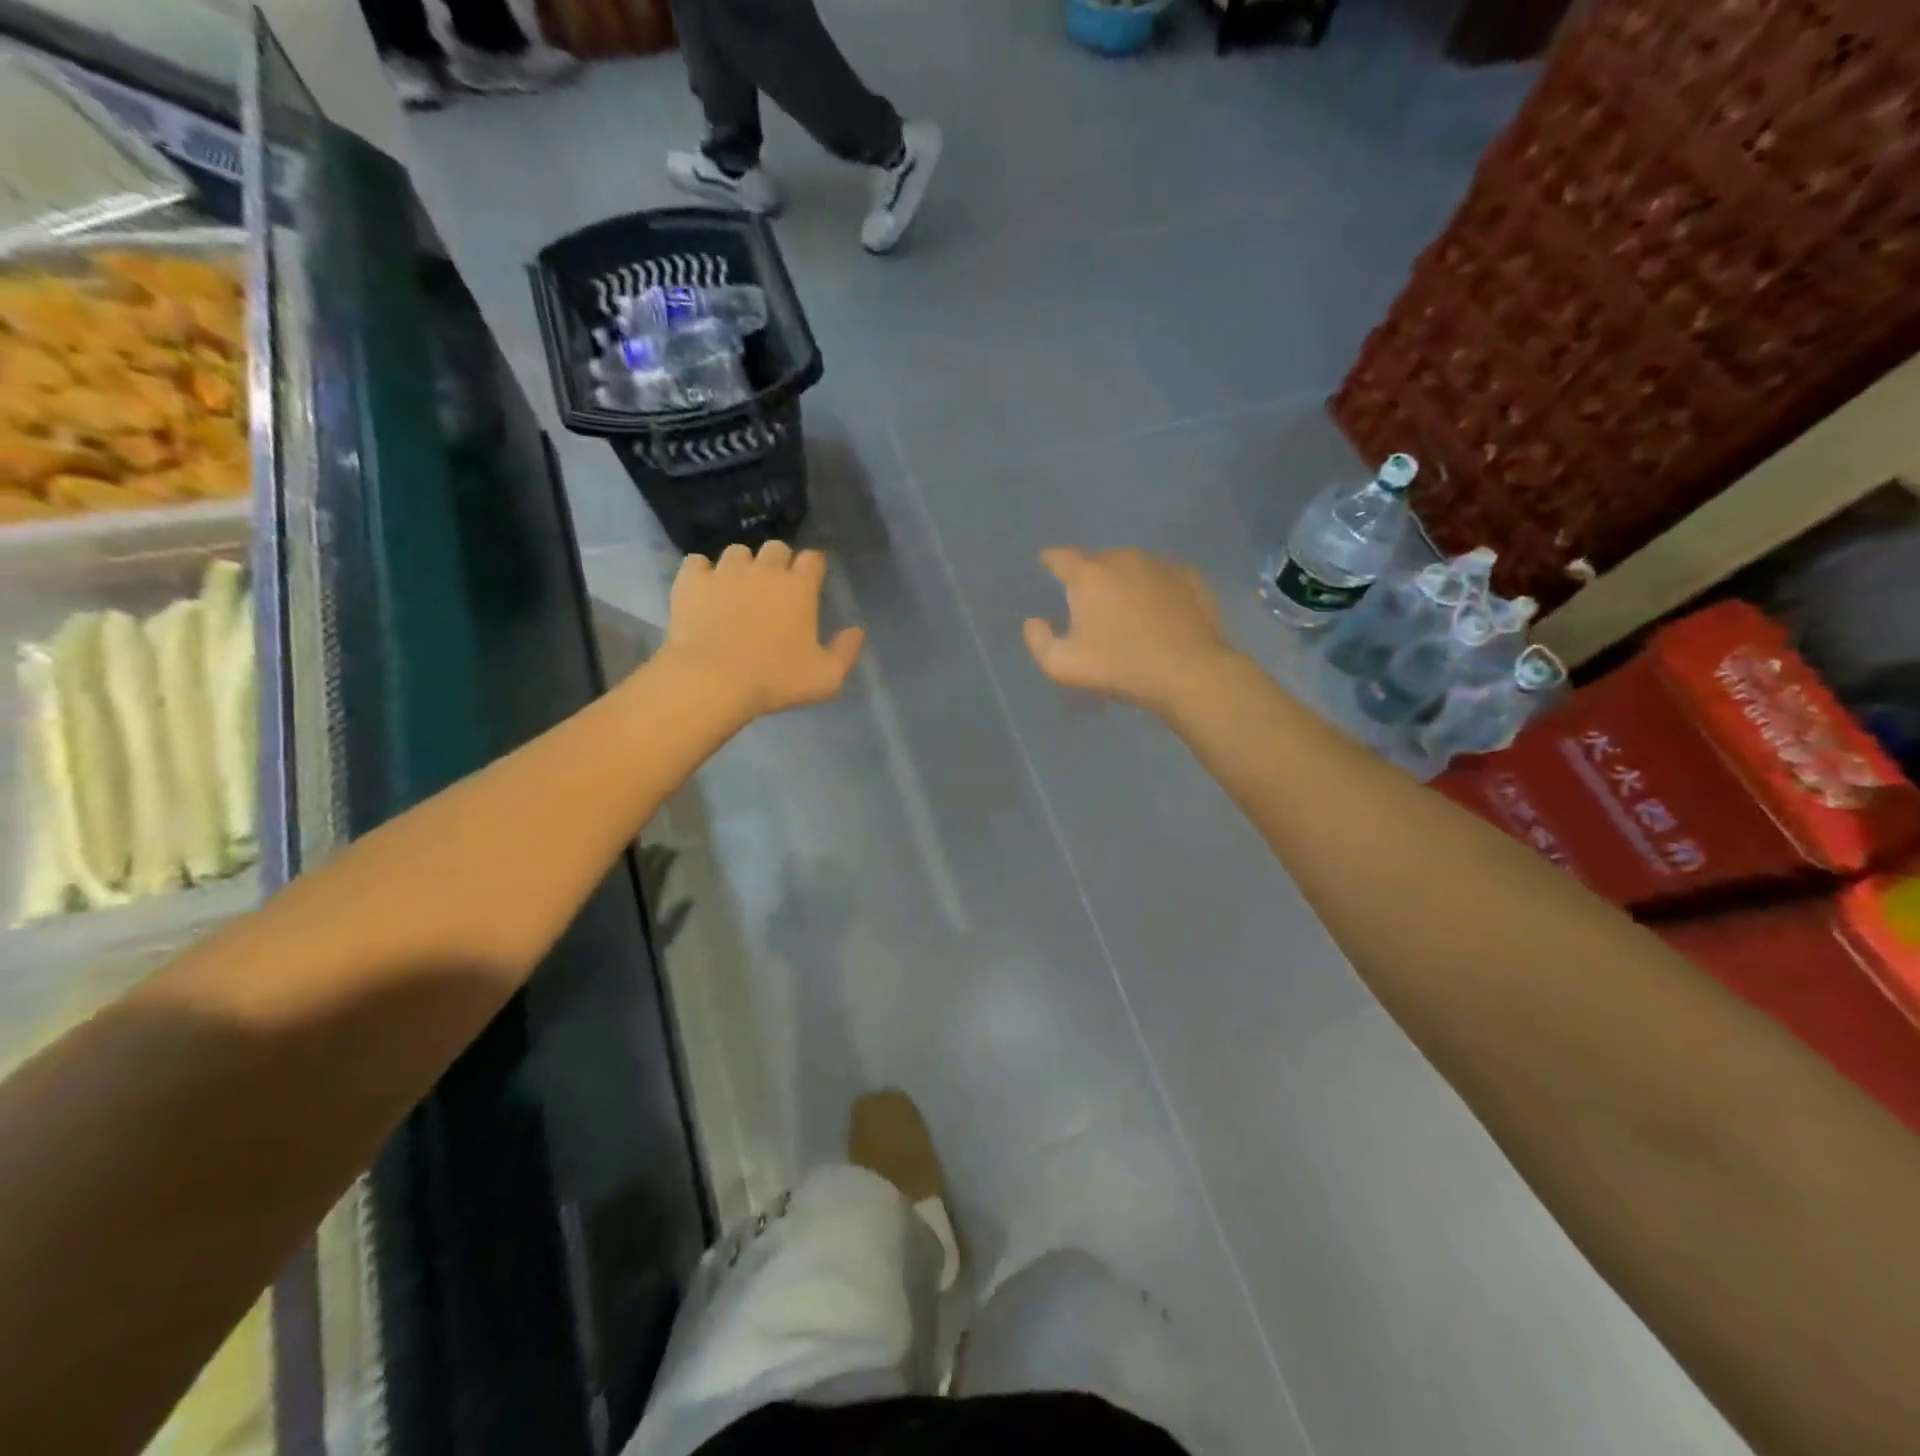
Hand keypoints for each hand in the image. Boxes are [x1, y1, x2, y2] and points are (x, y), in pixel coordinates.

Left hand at [658, 543, 864, 721]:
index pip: (813, 558)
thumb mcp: (826, 678)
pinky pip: (697, 563)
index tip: (810, 584)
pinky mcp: (691, 580)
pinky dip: (702, 573)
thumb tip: (857, 630)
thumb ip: (846, 651)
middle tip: (774, 589)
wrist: (712, 681)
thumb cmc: (775, 680)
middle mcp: (765, 569)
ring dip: (741, 566)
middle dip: (778, 562)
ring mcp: (725, 571)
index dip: (813, 568)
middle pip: (776, 547)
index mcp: (799, 587)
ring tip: (737, 589)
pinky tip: (703, 591)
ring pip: (737, 551)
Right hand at [1023, 547, 1240, 714]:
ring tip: (1124, 607)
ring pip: (1132, 566)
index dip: (1051, 561)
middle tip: (1089, 603)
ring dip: (1123, 581)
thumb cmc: (1120, 667)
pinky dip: (1153, 588)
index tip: (1048, 567)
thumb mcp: (1063, 666)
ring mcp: (1161, 565)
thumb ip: (1039, 641)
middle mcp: (1124, 558)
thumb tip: (1034, 622)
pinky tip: (1157, 611)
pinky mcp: (1190, 577)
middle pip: (1098, 560)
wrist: (1189, 673)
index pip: (1061, 557)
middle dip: (1089, 576)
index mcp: (1090, 574)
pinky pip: (1161, 576)